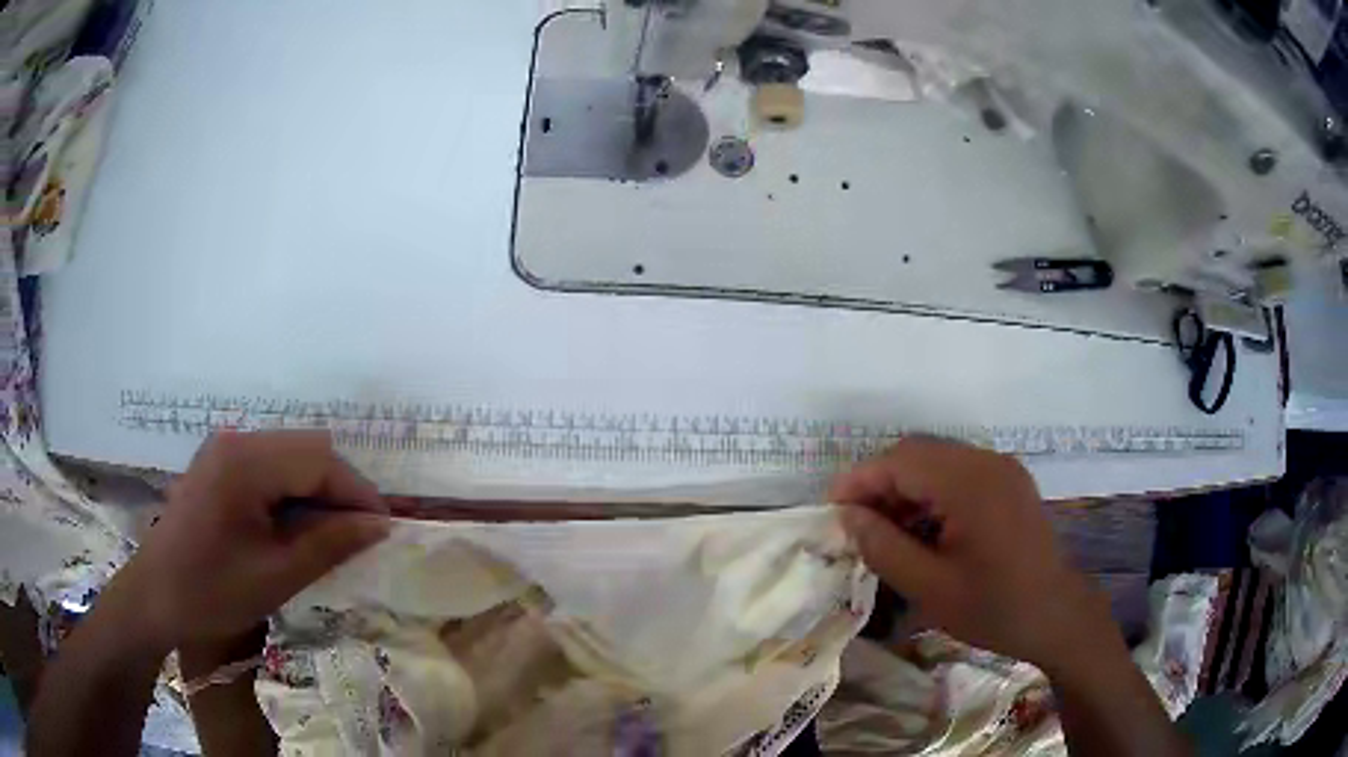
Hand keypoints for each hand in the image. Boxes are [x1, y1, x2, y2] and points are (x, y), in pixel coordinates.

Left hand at [121, 431, 389, 651]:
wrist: (155, 596)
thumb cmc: (213, 591)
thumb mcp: (277, 575)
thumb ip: (330, 543)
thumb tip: (380, 525)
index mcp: (246, 462)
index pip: (320, 460)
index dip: (358, 493)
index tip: (385, 531)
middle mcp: (237, 440)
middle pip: (307, 449)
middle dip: (340, 489)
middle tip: (359, 536)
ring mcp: (225, 449)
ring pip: (290, 455)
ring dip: (317, 490)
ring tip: (330, 535)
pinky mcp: (218, 465)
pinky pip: (269, 466)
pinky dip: (292, 492)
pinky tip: (294, 527)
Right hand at [831, 438, 1116, 674]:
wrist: (1055, 616)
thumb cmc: (993, 608)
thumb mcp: (930, 587)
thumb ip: (884, 547)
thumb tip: (846, 516)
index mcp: (969, 483)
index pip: (900, 461)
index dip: (859, 481)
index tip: (831, 512)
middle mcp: (987, 462)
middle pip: (918, 454)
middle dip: (881, 484)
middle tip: (857, 526)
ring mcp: (1002, 469)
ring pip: (937, 462)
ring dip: (906, 489)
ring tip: (887, 532)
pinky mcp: (1009, 482)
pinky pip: (959, 474)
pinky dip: (932, 494)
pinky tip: (924, 530)